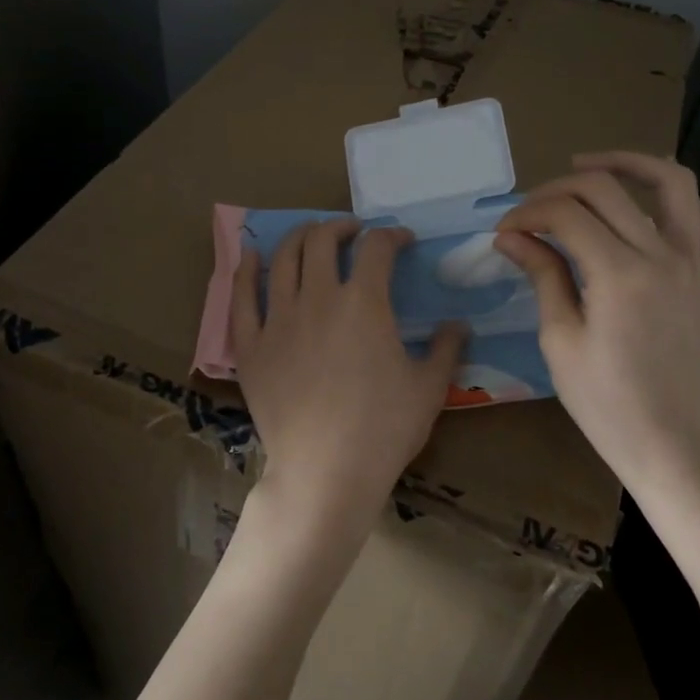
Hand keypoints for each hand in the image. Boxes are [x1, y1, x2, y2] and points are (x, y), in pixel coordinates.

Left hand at [234, 220, 465, 543]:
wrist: (325, 473)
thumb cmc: (383, 429)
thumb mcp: (429, 388)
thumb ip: (446, 348)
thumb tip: (459, 324)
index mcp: (364, 302)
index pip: (377, 248)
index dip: (392, 235)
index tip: (402, 241)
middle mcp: (318, 298)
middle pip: (322, 240)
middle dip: (341, 227)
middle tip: (353, 233)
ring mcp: (278, 319)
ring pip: (282, 258)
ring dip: (299, 237)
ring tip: (310, 236)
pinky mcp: (251, 345)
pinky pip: (241, 297)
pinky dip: (245, 270)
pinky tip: (250, 256)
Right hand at [496, 151, 699, 488]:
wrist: (670, 442)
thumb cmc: (605, 401)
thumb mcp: (559, 339)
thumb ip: (542, 274)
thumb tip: (510, 235)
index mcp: (620, 275)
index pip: (566, 214)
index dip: (528, 213)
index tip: (504, 232)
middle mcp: (663, 256)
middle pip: (606, 187)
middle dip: (557, 188)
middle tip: (531, 210)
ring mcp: (693, 262)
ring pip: (671, 181)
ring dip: (627, 162)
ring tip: (587, 166)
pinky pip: (698, 214)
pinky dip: (668, 195)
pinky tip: (636, 203)